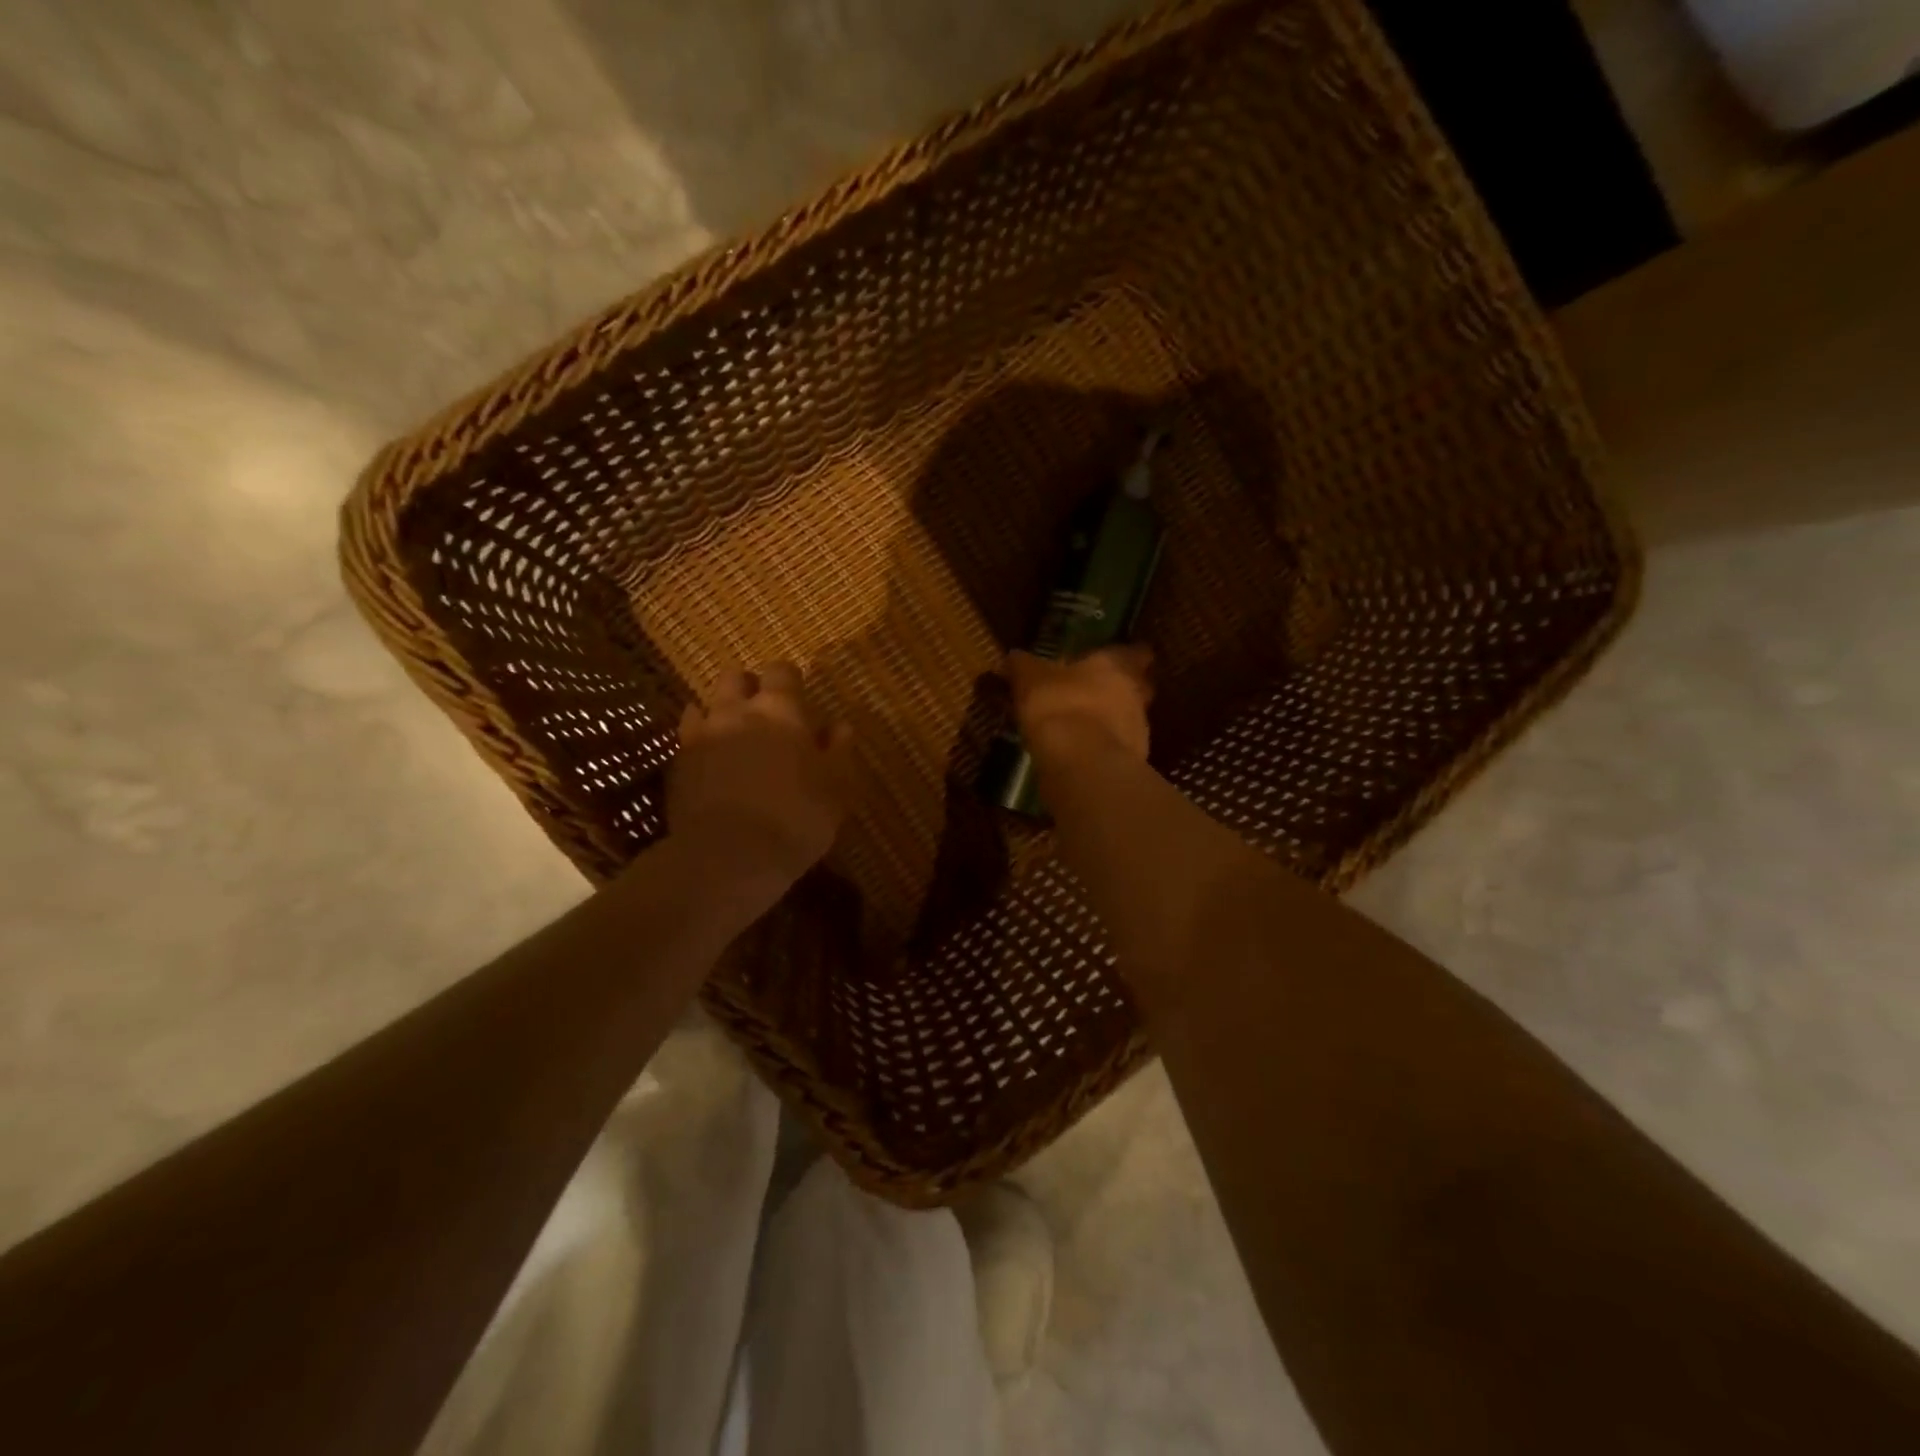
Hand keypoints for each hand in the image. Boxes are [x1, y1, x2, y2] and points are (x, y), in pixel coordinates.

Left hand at [668, 662, 853, 903]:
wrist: (730, 856)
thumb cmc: (797, 817)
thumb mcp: (837, 786)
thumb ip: (839, 750)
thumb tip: (839, 726)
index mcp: (781, 710)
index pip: (782, 671)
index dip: (790, 679)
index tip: (800, 696)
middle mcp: (737, 711)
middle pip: (735, 677)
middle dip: (750, 686)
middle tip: (765, 711)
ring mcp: (701, 735)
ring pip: (705, 702)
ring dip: (721, 710)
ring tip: (734, 734)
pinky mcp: (678, 763)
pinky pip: (686, 735)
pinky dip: (699, 737)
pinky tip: (709, 756)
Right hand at [1005, 646, 1153, 764]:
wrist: (1082, 763)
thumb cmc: (1059, 705)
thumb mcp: (1030, 679)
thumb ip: (1024, 666)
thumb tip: (1014, 657)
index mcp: (1117, 665)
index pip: (1136, 653)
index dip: (1128, 655)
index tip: (1115, 659)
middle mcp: (1136, 693)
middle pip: (1138, 687)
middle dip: (1120, 690)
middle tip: (1095, 693)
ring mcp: (1139, 730)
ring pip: (1129, 719)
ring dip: (1111, 722)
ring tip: (1082, 727)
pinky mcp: (1132, 761)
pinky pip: (1117, 748)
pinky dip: (1102, 748)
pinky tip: (1081, 753)